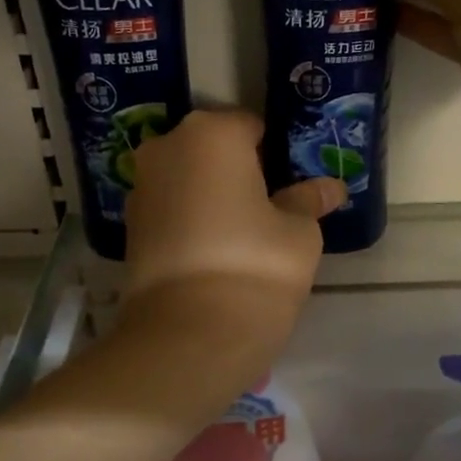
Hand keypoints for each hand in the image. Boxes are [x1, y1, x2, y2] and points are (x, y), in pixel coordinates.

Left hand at [122, 108, 342, 342]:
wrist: (190, 333)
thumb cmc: (256, 265)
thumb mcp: (299, 232)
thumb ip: (309, 201)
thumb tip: (330, 188)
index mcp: (212, 134)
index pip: (251, 126)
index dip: (276, 154)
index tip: (291, 184)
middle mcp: (166, 148)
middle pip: (213, 150)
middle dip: (239, 171)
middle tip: (270, 208)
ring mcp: (141, 187)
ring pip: (188, 179)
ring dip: (212, 196)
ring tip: (242, 234)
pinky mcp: (129, 227)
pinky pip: (171, 209)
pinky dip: (191, 220)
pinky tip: (214, 251)